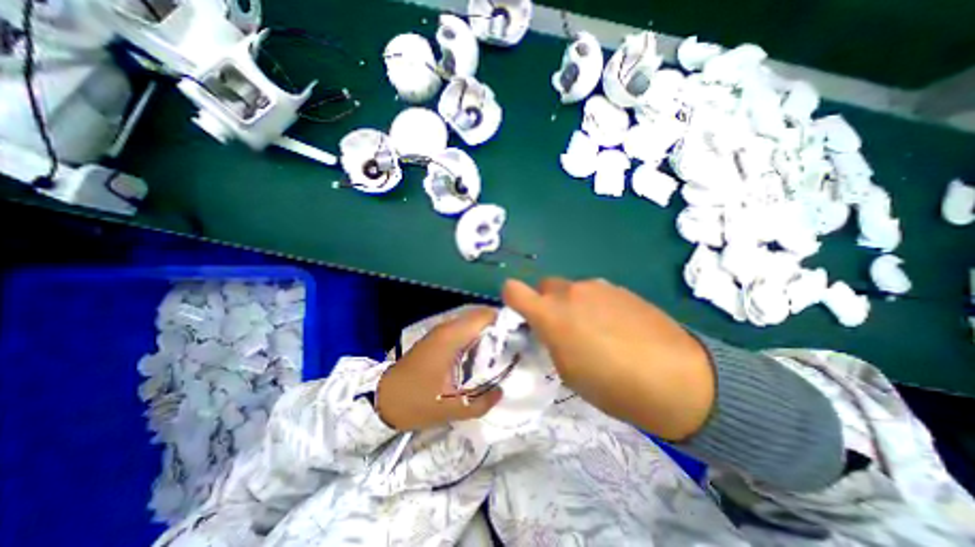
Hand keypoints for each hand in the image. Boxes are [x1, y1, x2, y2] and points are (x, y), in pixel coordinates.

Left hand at [376, 307, 505, 431]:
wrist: (383, 400)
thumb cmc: (416, 401)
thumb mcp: (451, 409)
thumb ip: (481, 402)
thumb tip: (501, 390)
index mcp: (452, 337)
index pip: (485, 316)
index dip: (504, 322)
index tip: (520, 336)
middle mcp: (448, 328)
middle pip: (481, 316)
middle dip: (499, 327)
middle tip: (515, 346)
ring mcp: (441, 331)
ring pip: (472, 322)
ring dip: (488, 332)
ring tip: (503, 350)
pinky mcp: (438, 338)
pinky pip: (464, 329)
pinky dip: (477, 336)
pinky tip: (484, 354)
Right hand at [502, 278, 712, 439]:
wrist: (677, 378)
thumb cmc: (612, 385)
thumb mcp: (567, 371)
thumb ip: (551, 340)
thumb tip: (551, 329)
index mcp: (550, 314)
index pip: (514, 289)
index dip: (512, 298)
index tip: (521, 312)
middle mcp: (570, 292)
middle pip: (545, 286)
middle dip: (546, 302)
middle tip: (562, 327)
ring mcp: (597, 287)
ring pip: (571, 289)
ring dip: (573, 303)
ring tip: (594, 329)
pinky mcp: (620, 288)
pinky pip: (595, 292)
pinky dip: (595, 304)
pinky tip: (615, 325)